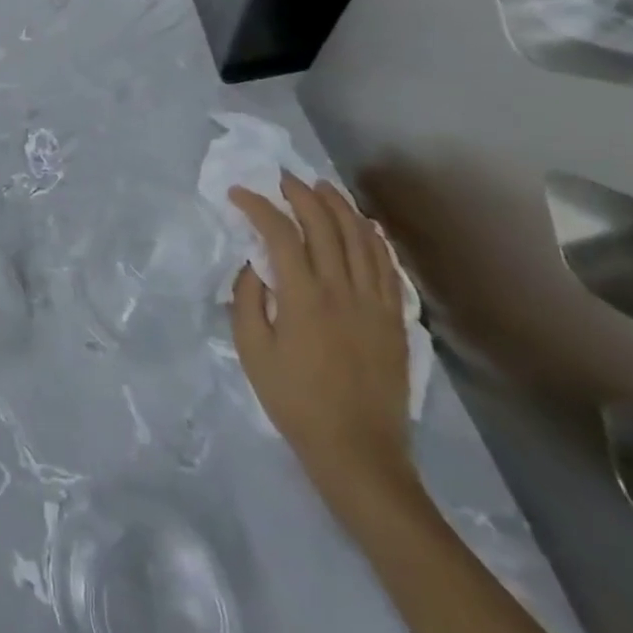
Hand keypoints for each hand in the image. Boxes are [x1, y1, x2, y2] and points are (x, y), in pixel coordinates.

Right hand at [228, 173, 417, 520]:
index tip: (237, 194)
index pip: (279, 232)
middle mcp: (342, 290)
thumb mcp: (252, 351)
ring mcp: (374, 303)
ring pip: (360, 237)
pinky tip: (363, 224)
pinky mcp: (395, 319)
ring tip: (321, 187)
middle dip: (300, 193)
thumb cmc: (295, 402)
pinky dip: (373, 237)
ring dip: (339, 205)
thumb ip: (247, 298)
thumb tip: (253, 263)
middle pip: (324, 224)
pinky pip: (386, 265)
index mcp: (303, 297)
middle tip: (281, 178)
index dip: (256, 206)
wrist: (359, 454)